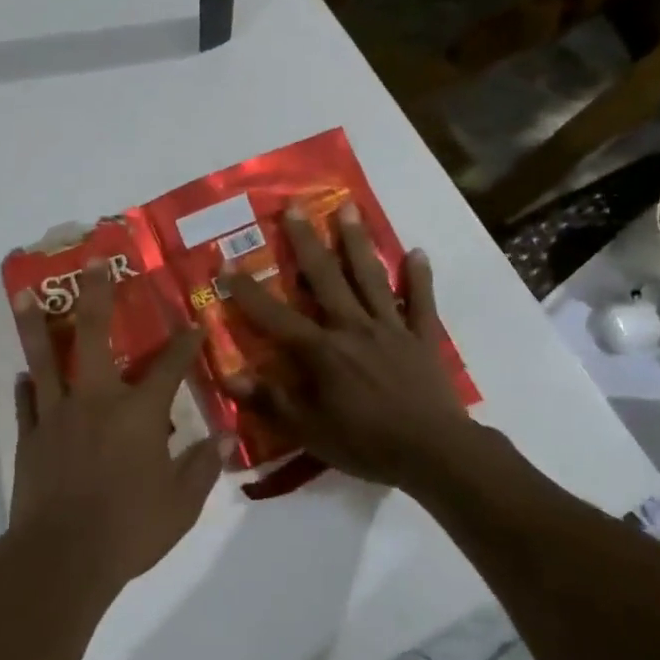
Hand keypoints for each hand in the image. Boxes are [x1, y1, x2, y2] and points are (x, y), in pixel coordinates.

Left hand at [9, 261, 228, 593]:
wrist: (62, 558)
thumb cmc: (130, 530)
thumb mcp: (181, 505)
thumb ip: (202, 468)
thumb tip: (223, 439)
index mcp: (138, 413)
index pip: (169, 367)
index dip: (185, 343)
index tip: (194, 322)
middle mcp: (96, 400)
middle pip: (94, 335)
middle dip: (96, 295)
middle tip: (92, 263)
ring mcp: (57, 414)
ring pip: (45, 358)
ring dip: (36, 323)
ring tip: (25, 293)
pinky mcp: (30, 435)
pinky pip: (27, 402)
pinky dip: (27, 387)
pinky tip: (24, 375)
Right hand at [222, 204, 481, 488]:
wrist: (434, 452)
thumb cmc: (365, 442)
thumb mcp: (307, 430)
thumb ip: (268, 400)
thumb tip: (228, 374)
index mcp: (321, 349)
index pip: (274, 314)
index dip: (246, 290)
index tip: (225, 263)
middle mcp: (352, 326)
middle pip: (325, 277)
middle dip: (306, 242)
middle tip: (294, 207)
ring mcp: (390, 328)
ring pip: (369, 277)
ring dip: (356, 242)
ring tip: (348, 208)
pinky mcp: (422, 337)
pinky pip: (421, 302)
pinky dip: (419, 277)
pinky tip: (418, 252)